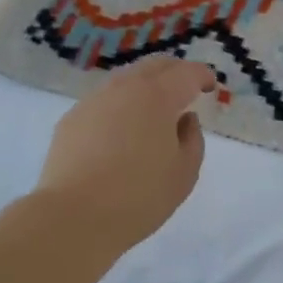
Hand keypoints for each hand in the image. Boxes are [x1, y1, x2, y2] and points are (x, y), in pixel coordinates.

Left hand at [35, 56, 215, 250]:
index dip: (202, 76)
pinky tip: (120, 129)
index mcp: (158, 96)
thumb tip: (185, 119)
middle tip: (186, 89)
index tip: (210, 86)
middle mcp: (125, 88)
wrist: (73, 216)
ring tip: (153, 109)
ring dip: (145, 86)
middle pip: (154, 66)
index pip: (186, 73)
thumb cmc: (139, 197)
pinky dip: (120, 105)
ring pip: (126, 80)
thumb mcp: (184, 173)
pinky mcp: (72, 118)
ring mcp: (94, 100)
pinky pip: (103, 101)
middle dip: (174, 72)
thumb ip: (192, 139)